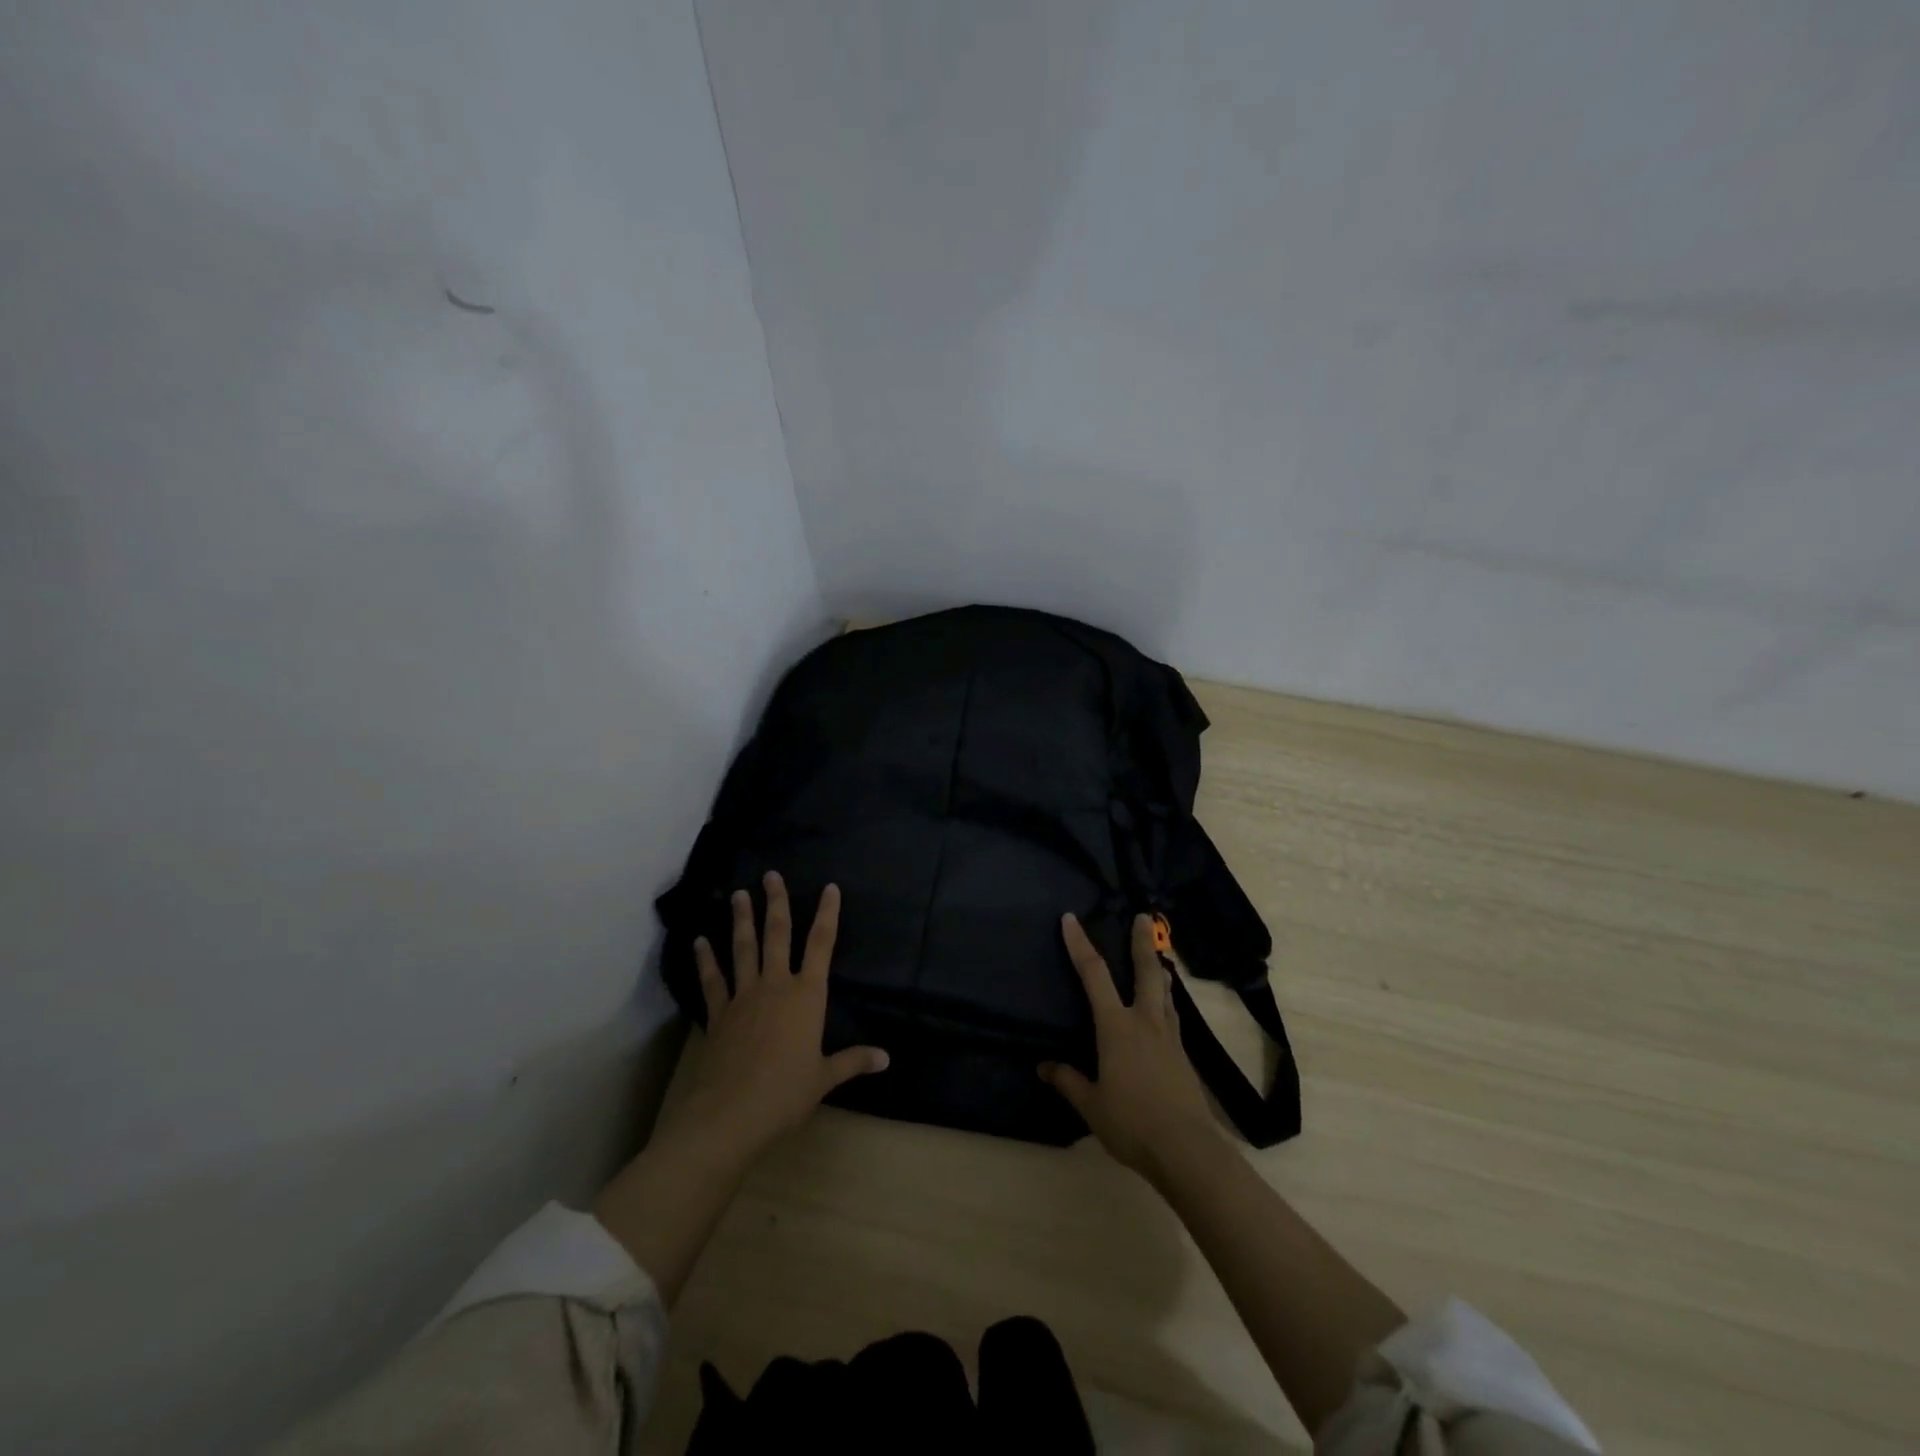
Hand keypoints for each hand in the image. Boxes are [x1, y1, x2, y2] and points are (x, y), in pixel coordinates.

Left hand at [665, 872, 888, 1166]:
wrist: (729, 1115)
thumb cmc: (786, 1093)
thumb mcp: (825, 1078)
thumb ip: (853, 1061)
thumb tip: (886, 1058)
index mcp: (807, 995)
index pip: (822, 945)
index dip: (827, 914)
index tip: (830, 888)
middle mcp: (775, 985)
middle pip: (778, 935)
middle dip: (776, 903)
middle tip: (771, 875)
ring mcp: (743, 996)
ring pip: (743, 948)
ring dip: (741, 920)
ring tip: (739, 894)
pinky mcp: (718, 1014)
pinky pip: (713, 980)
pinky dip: (706, 960)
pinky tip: (700, 942)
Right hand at [1040, 912, 1222, 1180]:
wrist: (1187, 1149)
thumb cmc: (1132, 1122)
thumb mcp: (1091, 1104)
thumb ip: (1068, 1080)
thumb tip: (1043, 1066)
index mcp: (1117, 1027)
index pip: (1094, 975)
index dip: (1080, 944)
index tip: (1071, 919)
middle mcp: (1145, 1021)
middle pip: (1146, 971)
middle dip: (1142, 942)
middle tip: (1143, 917)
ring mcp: (1169, 1037)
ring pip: (1165, 991)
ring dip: (1159, 969)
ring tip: (1157, 957)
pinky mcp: (1183, 1055)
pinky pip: (1172, 1015)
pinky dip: (1166, 1000)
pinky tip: (1165, 1009)